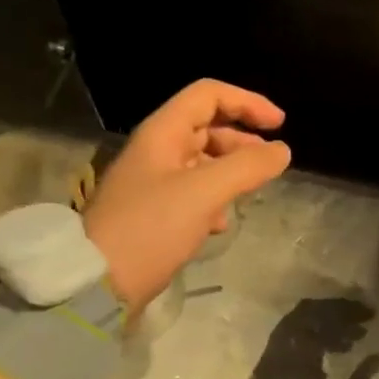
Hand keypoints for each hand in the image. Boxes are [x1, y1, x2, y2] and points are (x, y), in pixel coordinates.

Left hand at [84, 79, 290, 313]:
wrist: (96, 283)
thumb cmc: (150, 228)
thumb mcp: (204, 193)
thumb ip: (247, 167)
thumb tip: (282, 150)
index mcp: (163, 133)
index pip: (208, 95)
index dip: (247, 102)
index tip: (279, 125)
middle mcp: (157, 150)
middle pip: (207, 127)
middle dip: (242, 139)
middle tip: (270, 162)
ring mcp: (153, 182)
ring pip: (203, 161)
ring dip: (232, 170)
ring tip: (252, 191)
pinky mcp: (154, 212)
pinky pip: (193, 192)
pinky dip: (215, 198)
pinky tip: (222, 223)